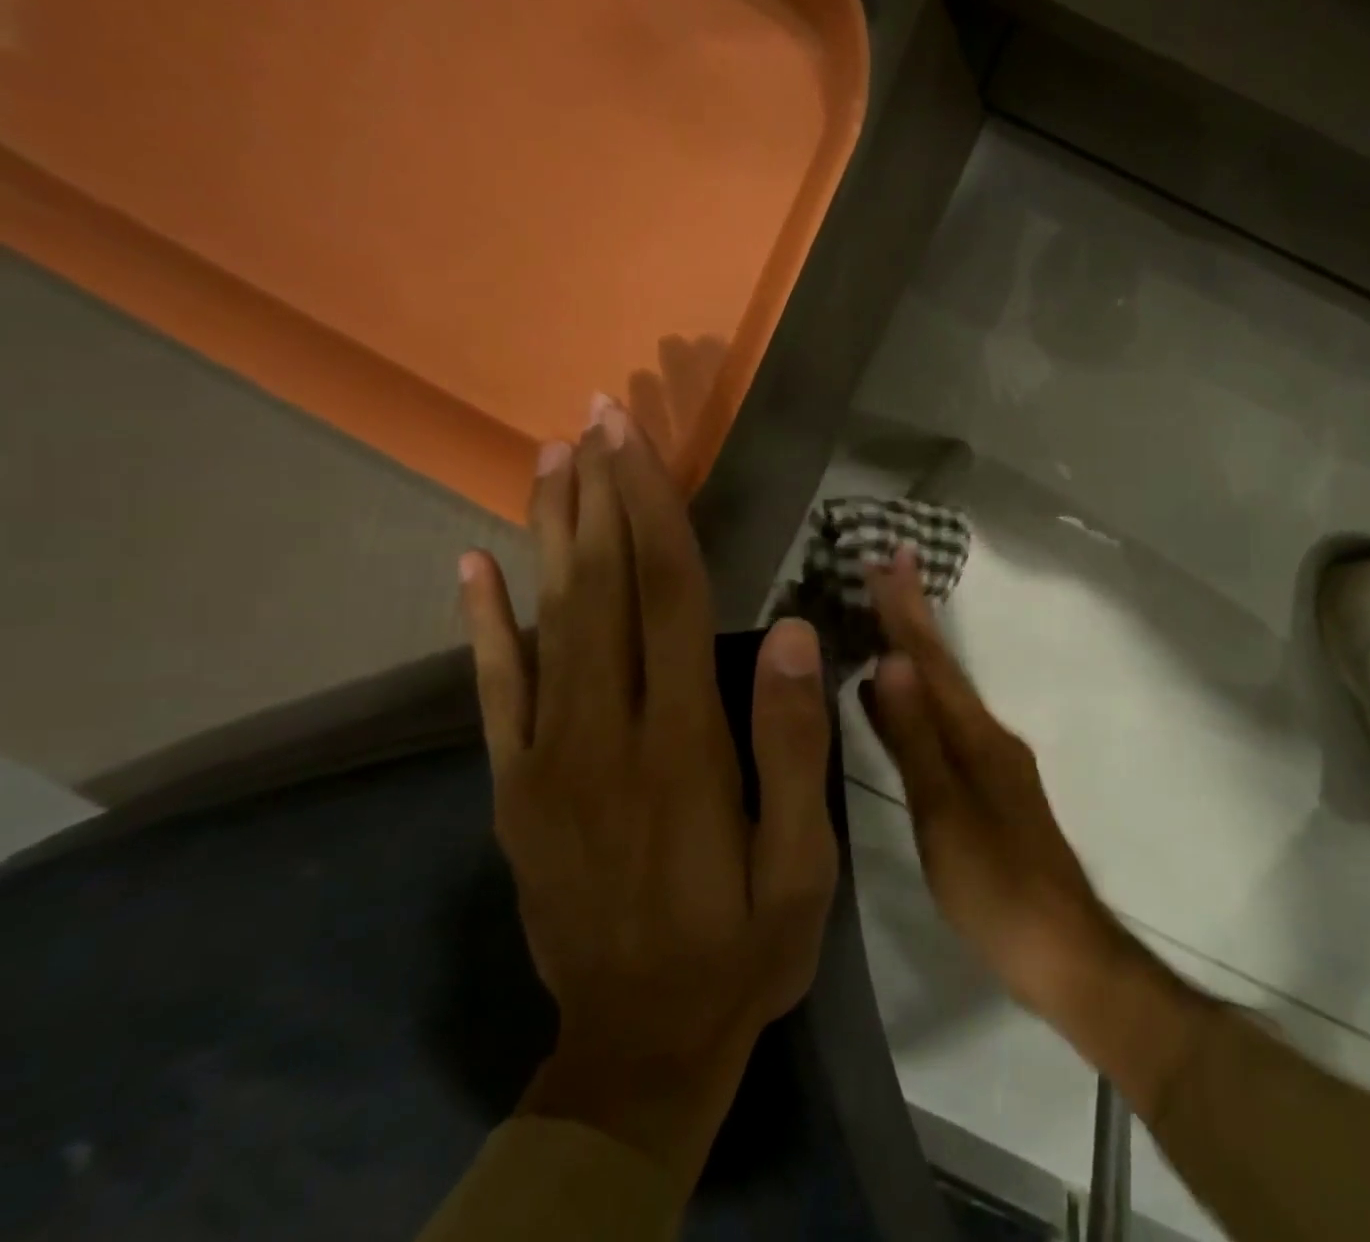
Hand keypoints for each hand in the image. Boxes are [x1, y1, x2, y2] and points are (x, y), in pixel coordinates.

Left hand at [458, 397, 837, 1199]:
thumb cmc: (742, 946)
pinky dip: (482, 623)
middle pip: (600, 590)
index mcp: (681, 745)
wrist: (639, 1047)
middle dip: (600, 494)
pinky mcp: (516, 790)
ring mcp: (547, 761)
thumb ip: (790, 744)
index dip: (654, 511)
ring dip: (550, 533)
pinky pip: (495, 692)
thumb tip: (787, 632)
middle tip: (595, 417)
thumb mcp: (801, 862)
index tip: (639, 442)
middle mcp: (604, 734)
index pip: (666, 597)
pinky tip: (473, 565)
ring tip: (550, 459)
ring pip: (546, 622)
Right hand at [860, 548, 1208, 1112]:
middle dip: (913, 618)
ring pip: (944, 695)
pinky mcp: (990, 791)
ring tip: (885, 623)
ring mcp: (993, 763)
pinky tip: (900, 706)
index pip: (931, 661)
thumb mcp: (945, 814)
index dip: (907, 610)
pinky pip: (945, 726)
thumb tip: (891, 662)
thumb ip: (916, 739)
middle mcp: (988, 736)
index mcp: (976, 736)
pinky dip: (919, 703)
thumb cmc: (997, 888)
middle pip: (941, 668)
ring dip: (915, 655)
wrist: (1063, 952)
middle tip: (885, 571)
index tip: (889, 557)